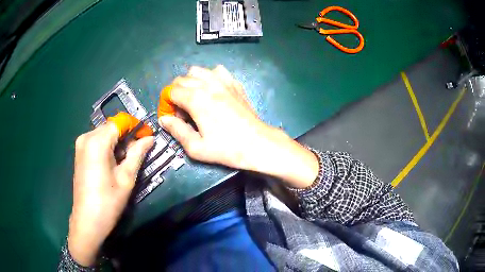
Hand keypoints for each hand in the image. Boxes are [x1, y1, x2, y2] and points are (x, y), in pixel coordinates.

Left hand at [68, 123, 153, 265]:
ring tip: (126, 160)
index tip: (147, 137)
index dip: (135, 126)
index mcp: (97, 141)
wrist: (87, 221)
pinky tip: (113, 163)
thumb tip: (150, 138)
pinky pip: (97, 141)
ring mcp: (81, 144)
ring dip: (117, 142)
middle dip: (127, 135)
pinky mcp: (79, 152)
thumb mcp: (126, 178)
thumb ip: (138, 153)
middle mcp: (86, 137)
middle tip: (138, 152)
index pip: (120, 122)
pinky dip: (108, 147)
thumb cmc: (108, 201)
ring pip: (104, 134)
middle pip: (111, 127)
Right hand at [159, 65, 318, 187]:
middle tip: (184, 112)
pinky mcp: (234, 83)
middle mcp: (208, 84)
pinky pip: (217, 71)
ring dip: (191, 82)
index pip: (171, 91)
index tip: (173, 117)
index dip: (168, 104)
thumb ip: (176, 130)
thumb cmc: (226, 148)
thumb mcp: (196, 147)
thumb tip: (164, 120)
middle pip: (182, 79)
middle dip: (177, 93)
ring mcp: (223, 81)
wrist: (256, 143)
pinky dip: (210, 77)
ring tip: (196, 98)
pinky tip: (213, 91)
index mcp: (196, 99)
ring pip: (197, 71)